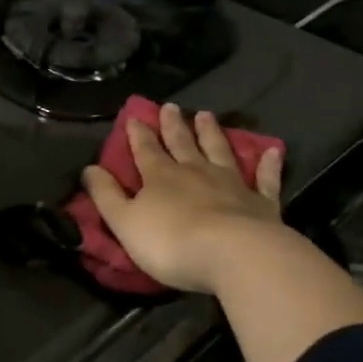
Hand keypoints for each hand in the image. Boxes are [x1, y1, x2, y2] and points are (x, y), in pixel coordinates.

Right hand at [81, 103, 285, 294]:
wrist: (234, 255)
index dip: (138, 135)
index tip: (135, 117)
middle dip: (174, 125)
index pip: (145, 150)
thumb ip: (106, 196)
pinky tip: (273, 150)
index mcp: (160, 177)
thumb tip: (89, 169)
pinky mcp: (262, 203)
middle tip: (171, 106)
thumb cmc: (171, 242)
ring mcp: (231, 184)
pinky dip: (268, 165)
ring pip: (219, 152)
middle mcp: (195, 172)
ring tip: (207, 115)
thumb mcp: (125, 222)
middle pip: (182, 144)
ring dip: (212, 133)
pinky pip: (265, 179)